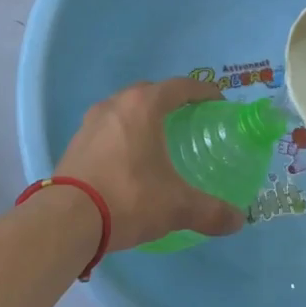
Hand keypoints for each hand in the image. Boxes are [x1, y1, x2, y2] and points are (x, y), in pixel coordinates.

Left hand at [56, 78, 245, 251]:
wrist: (67, 219)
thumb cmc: (128, 197)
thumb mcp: (176, 206)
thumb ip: (211, 211)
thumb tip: (238, 220)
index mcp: (143, 106)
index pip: (180, 86)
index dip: (203, 92)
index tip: (218, 104)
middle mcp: (116, 104)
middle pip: (150, 93)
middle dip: (171, 102)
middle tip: (189, 122)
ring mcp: (91, 122)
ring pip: (125, 109)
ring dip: (143, 118)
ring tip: (159, 141)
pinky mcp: (76, 143)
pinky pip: (107, 129)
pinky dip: (123, 136)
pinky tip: (130, 161)